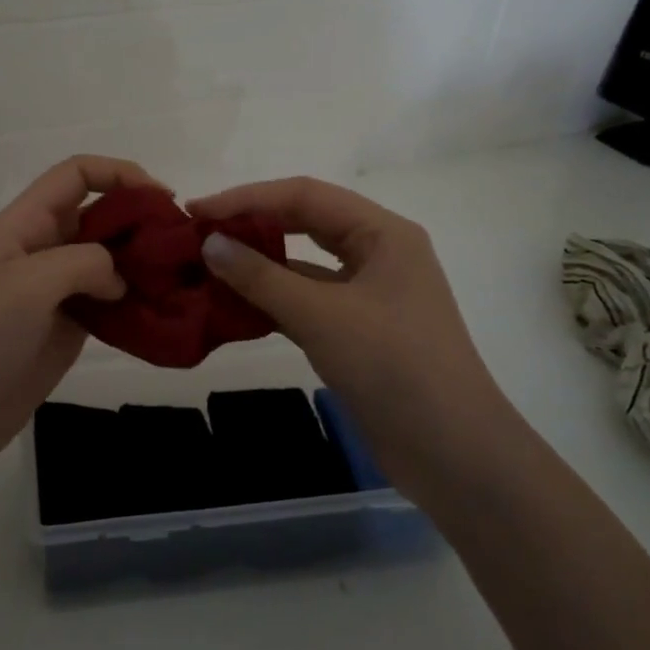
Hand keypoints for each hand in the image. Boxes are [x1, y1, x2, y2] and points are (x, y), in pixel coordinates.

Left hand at [0, 156, 163, 480]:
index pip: (75, 175)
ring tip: (179, 276)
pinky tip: (162, 310)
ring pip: (108, 259)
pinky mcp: (69, 326)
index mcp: (25, 224)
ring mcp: (56, 290)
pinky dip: (136, 300)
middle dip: (139, 219)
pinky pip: (109, 301)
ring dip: (142, 262)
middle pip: (99, 214)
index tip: (161, 198)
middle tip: (180, 243)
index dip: (119, 173)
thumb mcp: (29, 284)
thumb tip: (119, 279)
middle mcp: (43, 249)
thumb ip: (84, 262)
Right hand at [187, 177, 500, 489]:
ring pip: (304, 266)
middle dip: (252, 226)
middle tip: (197, 234)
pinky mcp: (359, 332)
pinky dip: (272, 301)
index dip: (247, 199)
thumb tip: (209, 243)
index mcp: (383, 234)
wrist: (452, 453)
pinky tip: (233, 307)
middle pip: (306, 223)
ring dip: (258, 266)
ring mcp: (369, 295)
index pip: (305, 196)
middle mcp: (378, 254)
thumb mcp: (321, 316)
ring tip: (206, 268)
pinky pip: (307, 302)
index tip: (197, 212)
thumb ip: (261, 277)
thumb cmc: (393, 367)